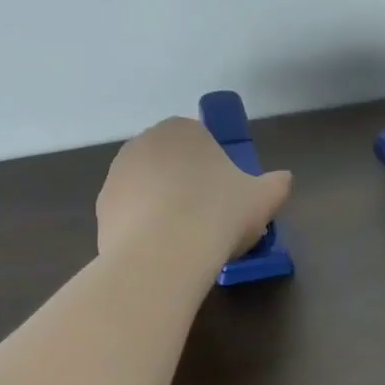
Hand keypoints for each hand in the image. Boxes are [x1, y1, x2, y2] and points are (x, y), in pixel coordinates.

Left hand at [97, 117, 292, 263]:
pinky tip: (160, 250)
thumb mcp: (263, 198)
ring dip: (162, 204)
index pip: (200, 141)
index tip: (225, 195)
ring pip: (148, 187)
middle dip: (185, 183)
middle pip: (171, 162)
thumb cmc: (218, 213)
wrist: (163, 254)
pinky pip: (129, 212)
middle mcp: (145, 142)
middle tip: (206, 217)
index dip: (214, 167)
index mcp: (183, 129)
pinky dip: (142, 226)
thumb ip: (276, 183)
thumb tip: (283, 180)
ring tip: (183, 238)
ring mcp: (118, 174)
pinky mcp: (101, 207)